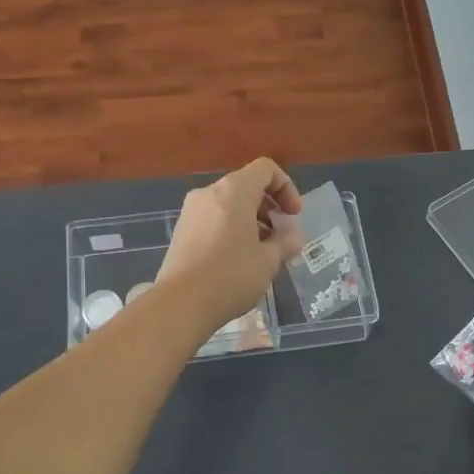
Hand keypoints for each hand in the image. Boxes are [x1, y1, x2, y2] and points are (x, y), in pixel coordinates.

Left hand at [157, 158, 304, 330]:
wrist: (180, 303)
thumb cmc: (230, 276)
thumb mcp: (268, 261)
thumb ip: (285, 243)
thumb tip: (293, 237)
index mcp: (234, 191)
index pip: (266, 169)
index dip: (286, 187)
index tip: (293, 216)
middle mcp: (209, 193)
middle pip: (246, 186)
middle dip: (269, 207)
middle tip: (281, 236)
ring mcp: (191, 211)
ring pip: (229, 204)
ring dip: (251, 220)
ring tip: (261, 251)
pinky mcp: (181, 231)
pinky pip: (213, 219)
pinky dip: (231, 229)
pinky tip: (237, 259)